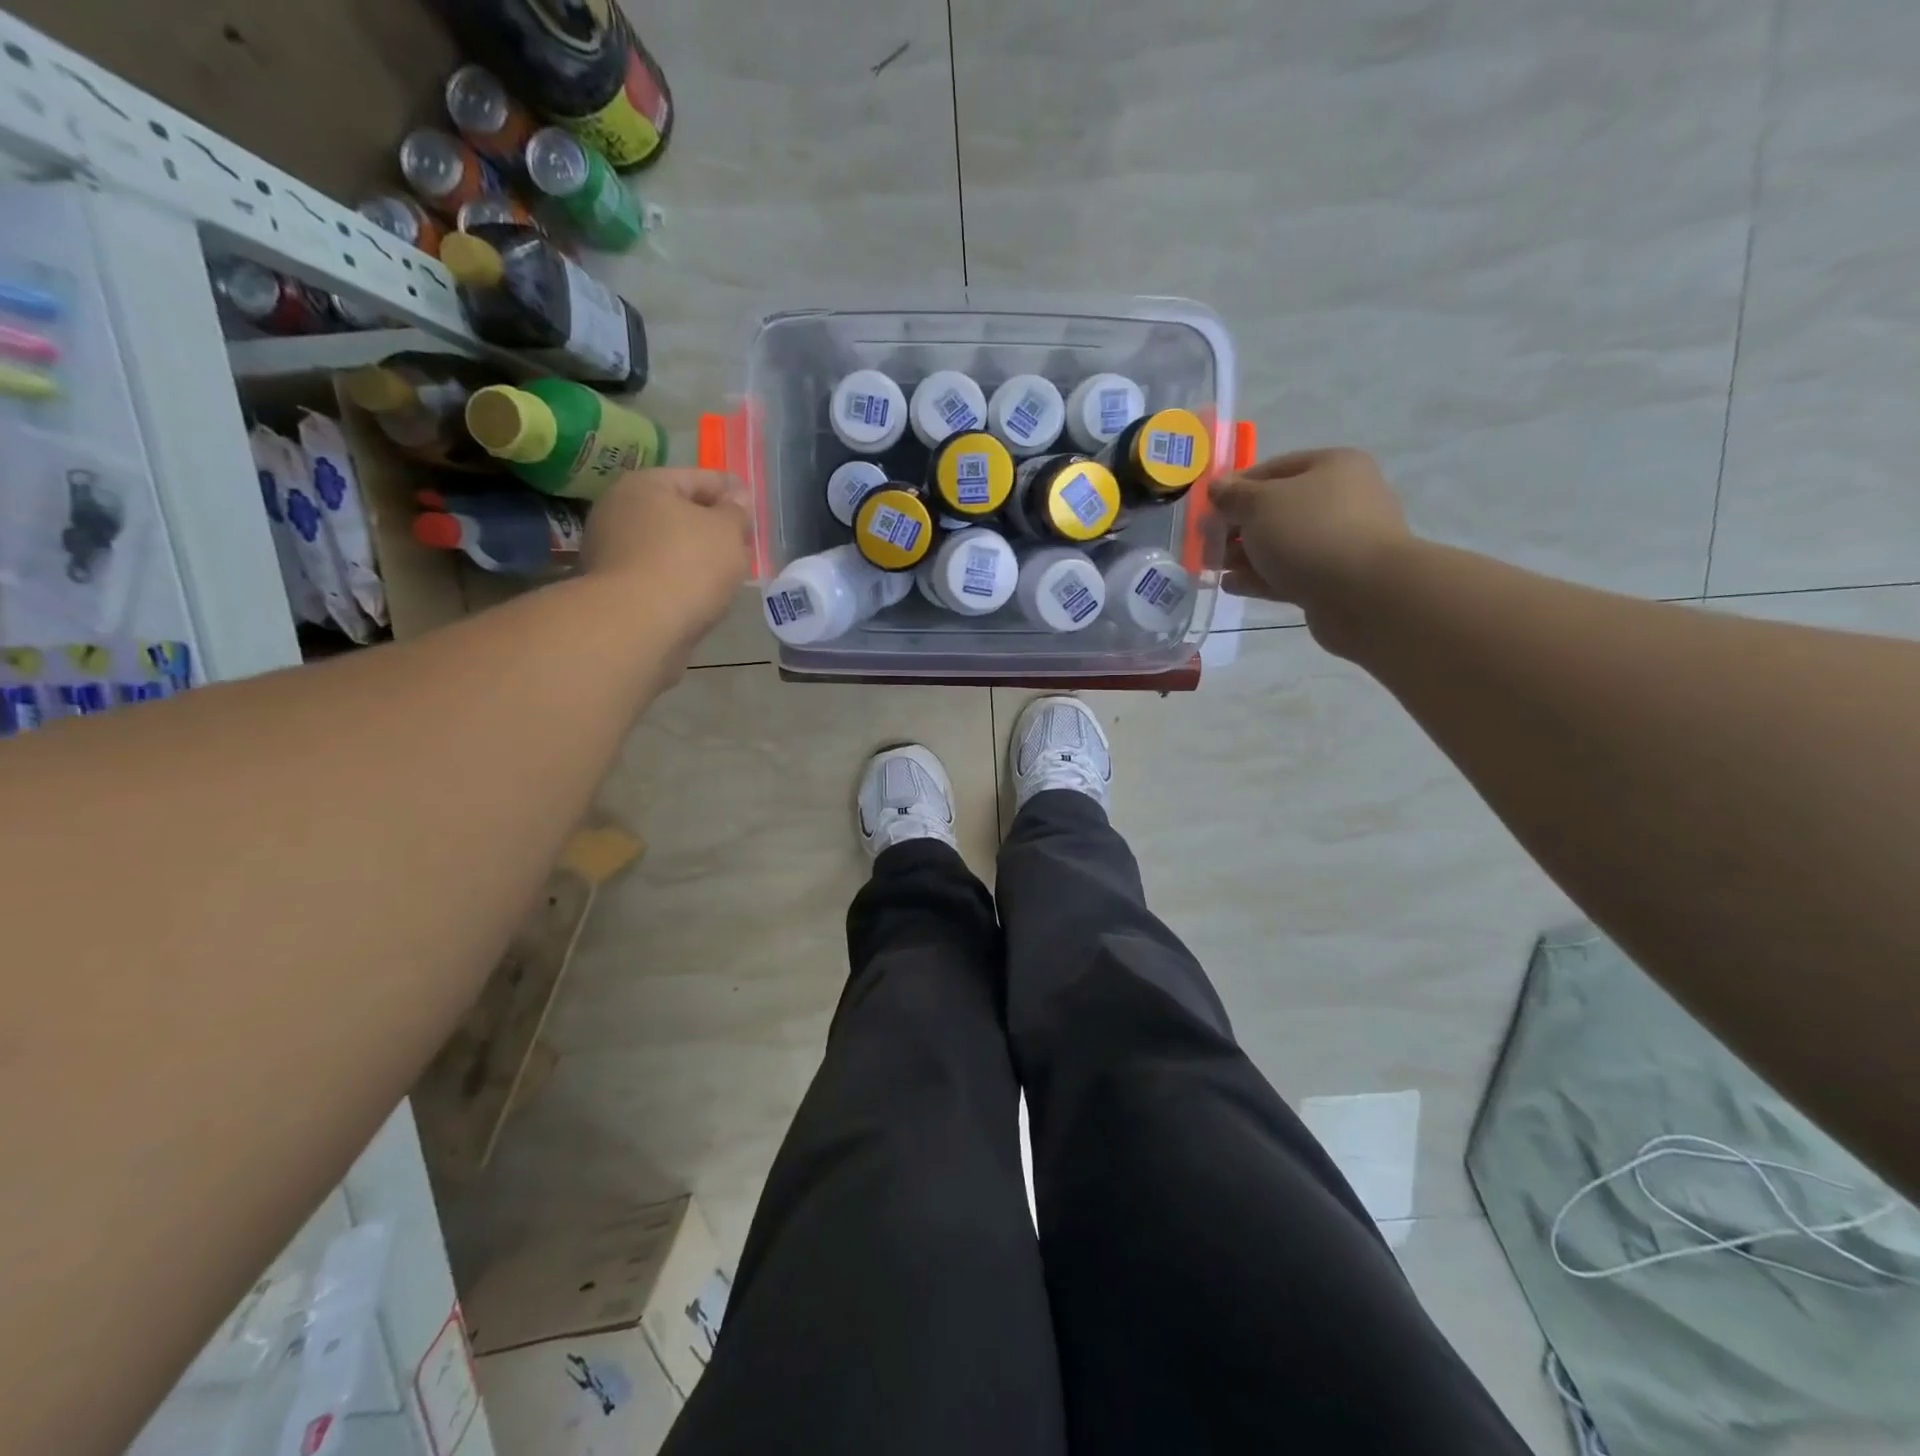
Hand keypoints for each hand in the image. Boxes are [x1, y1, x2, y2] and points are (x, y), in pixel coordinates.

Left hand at [584, 468, 753, 647]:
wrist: (638, 626)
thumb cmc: (688, 565)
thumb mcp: (727, 531)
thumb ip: (736, 511)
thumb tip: (737, 497)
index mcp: (645, 485)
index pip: (698, 478)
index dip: (730, 490)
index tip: (753, 506)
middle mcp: (619, 510)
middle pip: (678, 512)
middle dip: (712, 526)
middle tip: (743, 543)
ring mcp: (611, 551)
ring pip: (667, 546)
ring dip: (696, 556)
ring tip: (727, 574)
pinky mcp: (614, 589)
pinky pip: (658, 575)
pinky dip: (680, 580)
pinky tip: (701, 595)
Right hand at [1209, 448, 1410, 653]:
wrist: (1364, 594)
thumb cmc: (1310, 533)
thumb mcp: (1260, 504)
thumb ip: (1233, 496)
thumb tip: (1217, 488)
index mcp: (1331, 467)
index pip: (1272, 469)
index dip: (1236, 488)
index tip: (1207, 510)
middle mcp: (1341, 499)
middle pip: (1276, 509)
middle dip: (1237, 527)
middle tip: (1207, 543)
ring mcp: (1339, 542)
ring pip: (1281, 544)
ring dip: (1245, 555)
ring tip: (1214, 568)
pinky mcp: (1333, 579)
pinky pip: (1288, 573)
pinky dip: (1259, 577)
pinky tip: (1231, 586)